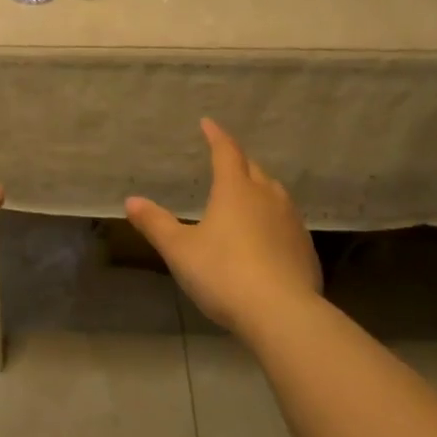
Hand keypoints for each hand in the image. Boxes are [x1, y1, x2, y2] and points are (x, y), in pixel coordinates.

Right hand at [124, 118, 320, 335]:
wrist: (282, 313)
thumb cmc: (223, 273)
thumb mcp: (180, 250)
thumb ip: (156, 224)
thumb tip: (131, 201)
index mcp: (235, 190)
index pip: (226, 152)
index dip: (216, 136)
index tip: (208, 123)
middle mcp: (267, 197)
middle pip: (253, 170)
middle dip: (238, 162)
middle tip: (225, 161)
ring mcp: (291, 222)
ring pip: (274, 194)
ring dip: (259, 189)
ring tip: (246, 196)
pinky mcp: (305, 248)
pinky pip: (286, 222)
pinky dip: (272, 219)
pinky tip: (265, 237)